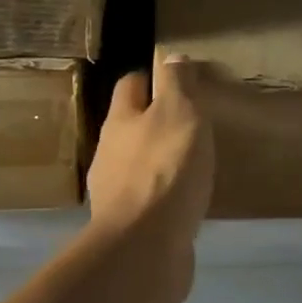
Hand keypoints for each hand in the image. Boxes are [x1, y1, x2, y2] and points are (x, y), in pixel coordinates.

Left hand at [87, 57, 214, 282]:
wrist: (145, 246)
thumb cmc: (166, 168)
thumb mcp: (180, 113)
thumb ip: (176, 83)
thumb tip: (169, 56)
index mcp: (120, 120)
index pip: (130, 84)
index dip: (152, 78)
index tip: (179, 83)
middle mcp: (109, 151)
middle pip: (131, 125)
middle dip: (155, 121)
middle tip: (191, 124)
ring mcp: (114, 190)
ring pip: (137, 163)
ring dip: (159, 160)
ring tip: (192, 164)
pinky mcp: (126, 224)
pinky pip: (146, 198)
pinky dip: (163, 194)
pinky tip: (184, 200)